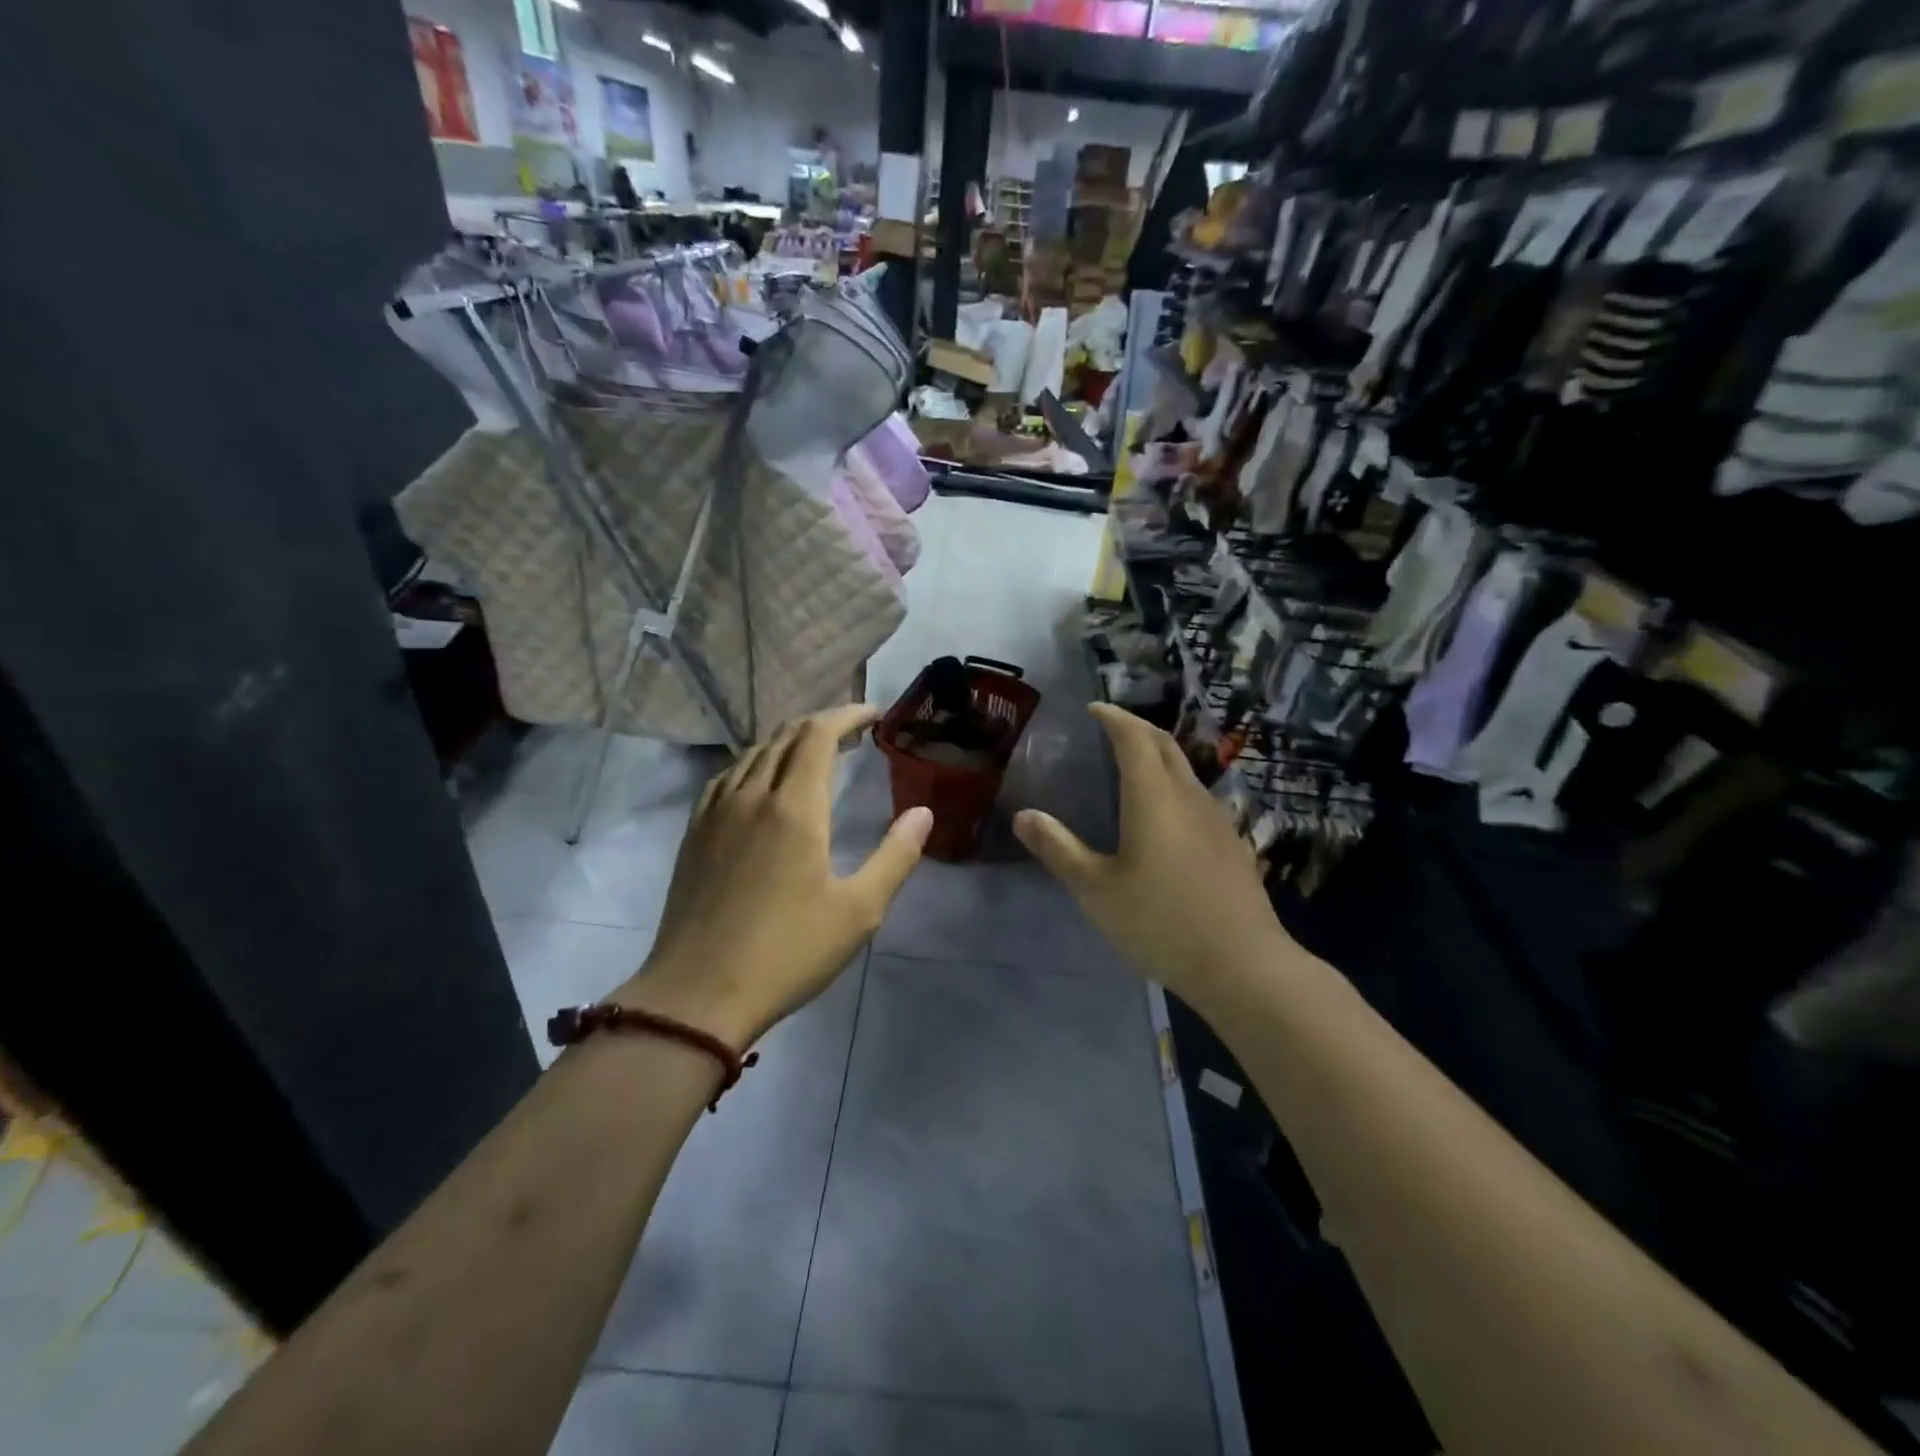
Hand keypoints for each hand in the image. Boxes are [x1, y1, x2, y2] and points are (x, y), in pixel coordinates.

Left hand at [612, 705, 932, 1047]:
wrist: (698, 994)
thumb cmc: (788, 952)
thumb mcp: (859, 911)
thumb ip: (895, 856)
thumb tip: (923, 813)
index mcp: (794, 807)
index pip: (818, 735)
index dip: (846, 715)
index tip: (873, 714)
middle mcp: (751, 795)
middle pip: (785, 736)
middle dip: (821, 724)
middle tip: (851, 731)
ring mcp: (716, 812)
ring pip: (753, 753)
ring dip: (787, 741)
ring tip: (813, 751)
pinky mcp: (694, 833)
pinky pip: (726, 777)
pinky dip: (753, 763)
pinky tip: (760, 782)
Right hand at [1014, 703, 1293, 1003]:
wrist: (1244, 965)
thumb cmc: (1161, 922)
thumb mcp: (1097, 890)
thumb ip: (1059, 849)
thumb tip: (1024, 816)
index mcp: (1155, 797)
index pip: (1134, 739)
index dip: (1113, 718)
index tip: (1094, 710)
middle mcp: (1190, 797)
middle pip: (1165, 746)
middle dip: (1137, 729)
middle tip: (1111, 728)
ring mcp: (1218, 820)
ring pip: (1186, 771)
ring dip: (1159, 757)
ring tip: (1133, 767)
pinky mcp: (1233, 845)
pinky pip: (1198, 798)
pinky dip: (1175, 786)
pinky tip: (1166, 816)